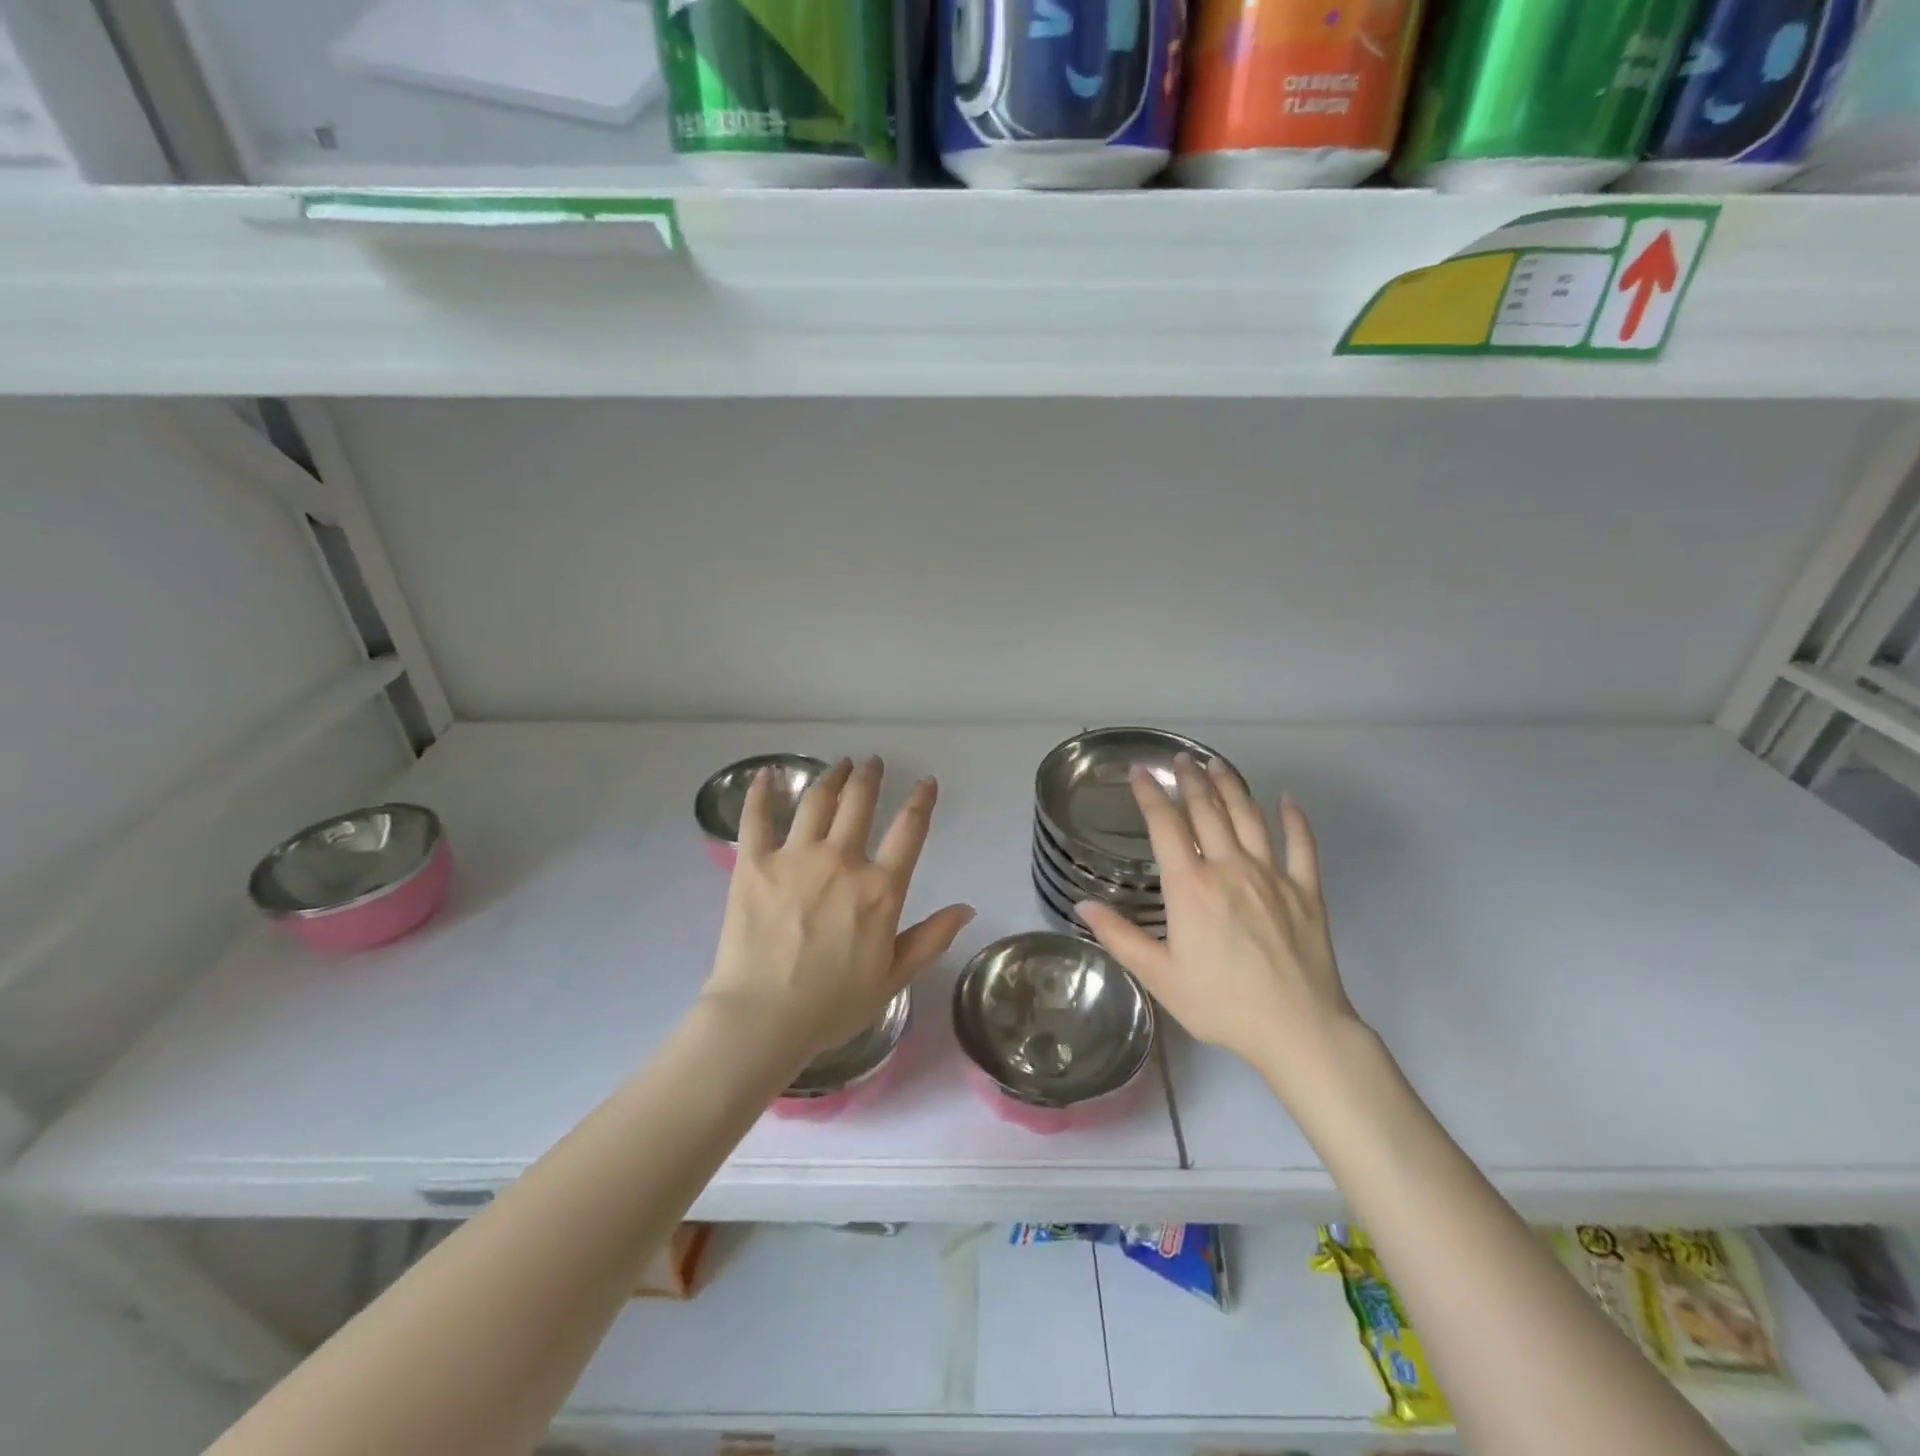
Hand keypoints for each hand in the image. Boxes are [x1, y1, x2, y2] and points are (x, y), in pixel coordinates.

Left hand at [703, 757, 974, 1064]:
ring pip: (817, 801)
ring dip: (830, 777)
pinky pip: (756, 818)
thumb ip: (931, 938)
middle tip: (871, 762)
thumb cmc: (833, 1005)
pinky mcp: (753, 863)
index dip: (921, 800)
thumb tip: (967, 908)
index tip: (926, 782)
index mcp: (880, 888)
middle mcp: (841, 860)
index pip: (909, 830)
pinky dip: (761, 792)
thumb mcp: (894, 977)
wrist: (763, 1018)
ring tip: (838, 764)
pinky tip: (766, 775)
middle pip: (860, 803)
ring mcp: (795, 857)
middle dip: (869, 777)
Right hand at [1078, 755, 1365, 1093]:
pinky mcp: (1306, 890)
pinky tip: (1287, 800)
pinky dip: (1294, 819)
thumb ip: (1119, 936)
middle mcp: (1229, 868)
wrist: (1297, 1029)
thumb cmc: (1221, 1003)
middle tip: (1181, 757)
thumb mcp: (1159, 976)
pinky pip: (1302, 845)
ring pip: (1249, 817)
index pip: (1166, 825)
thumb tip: (1081, 906)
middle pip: (1207, 811)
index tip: (1140, 771)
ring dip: (1231, 786)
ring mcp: (1271, 875)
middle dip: (1191, 779)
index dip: (1150, 794)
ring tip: (1218, 764)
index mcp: (1190, 886)